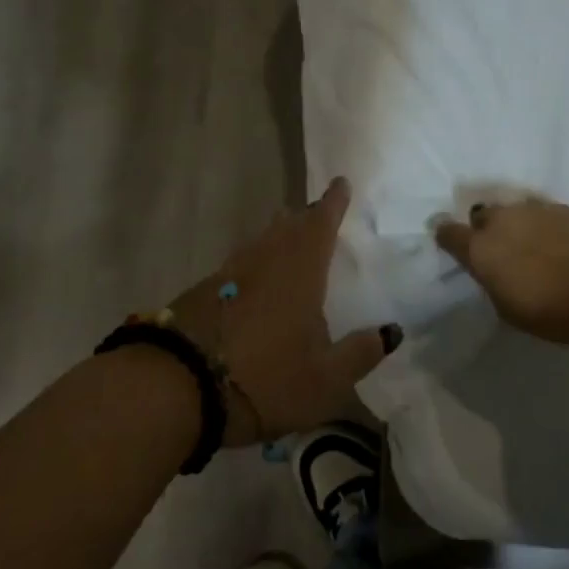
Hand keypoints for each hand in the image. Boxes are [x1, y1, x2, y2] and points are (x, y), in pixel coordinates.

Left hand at [168, 178, 401, 446]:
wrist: (177, 386)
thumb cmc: (265, 379)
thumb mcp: (325, 380)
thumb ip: (360, 354)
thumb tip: (391, 331)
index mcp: (300, 270)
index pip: (321, 223)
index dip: (333, 203)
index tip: (340, 182)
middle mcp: (265, 261)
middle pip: (288, 226)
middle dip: (305, 216)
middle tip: (317, 211)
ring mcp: (230, 274)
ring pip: (261, 241)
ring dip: (277, 234)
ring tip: (288, 235)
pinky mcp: (202, 291)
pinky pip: (240, 264)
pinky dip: (255, 261)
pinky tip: (255, 279)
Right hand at [435, 198, 568, 345]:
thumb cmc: (549, 312)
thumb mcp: (506, 307)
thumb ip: (492, 279)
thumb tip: (494, 268)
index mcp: (480, 248)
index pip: (449, 232)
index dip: (447, 236)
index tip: (449, 242)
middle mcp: (501, 220)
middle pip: (481, 215)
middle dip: (485, 229)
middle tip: (500, 250)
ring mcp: (533, 209)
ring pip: (513, 210)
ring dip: (515, 224)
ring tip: (531, 244)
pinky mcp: (562, 207)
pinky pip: (541, 211)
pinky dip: (542, 223)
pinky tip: (556, 241)